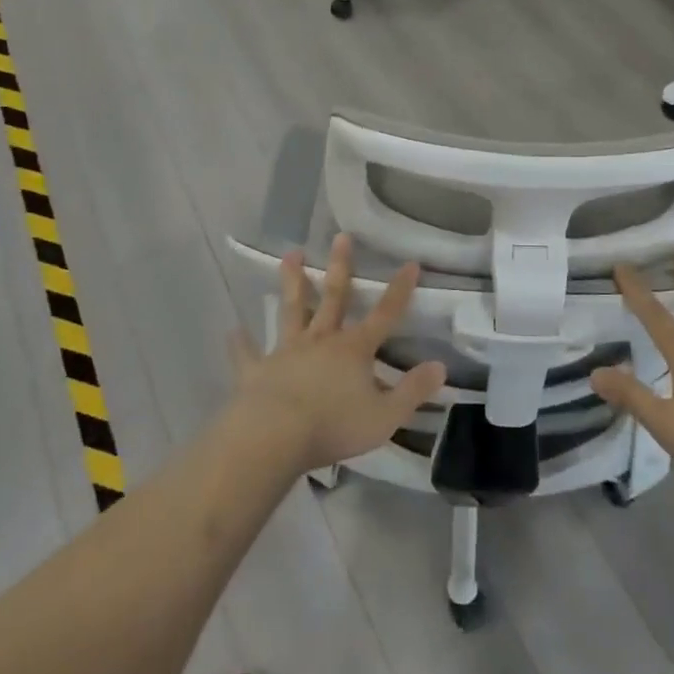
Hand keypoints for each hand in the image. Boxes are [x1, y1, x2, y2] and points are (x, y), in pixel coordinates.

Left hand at [228, 234, 446, 474]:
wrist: (273, 437)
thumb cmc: (334, 426)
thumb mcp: (385, 416)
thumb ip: (413, 391)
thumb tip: (440, 366)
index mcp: (354, 350)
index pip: (385, 314)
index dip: (399, 290)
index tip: (410, 263)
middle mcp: (321, 341)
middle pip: (333, 297)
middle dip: (340, 267)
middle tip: (340, 237)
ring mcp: (286, 352)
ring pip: (291, 311)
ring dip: (291, 283)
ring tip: (288, 255)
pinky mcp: (256, 371)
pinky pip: (248, 354)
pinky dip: (241, 343)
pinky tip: (233, 331)